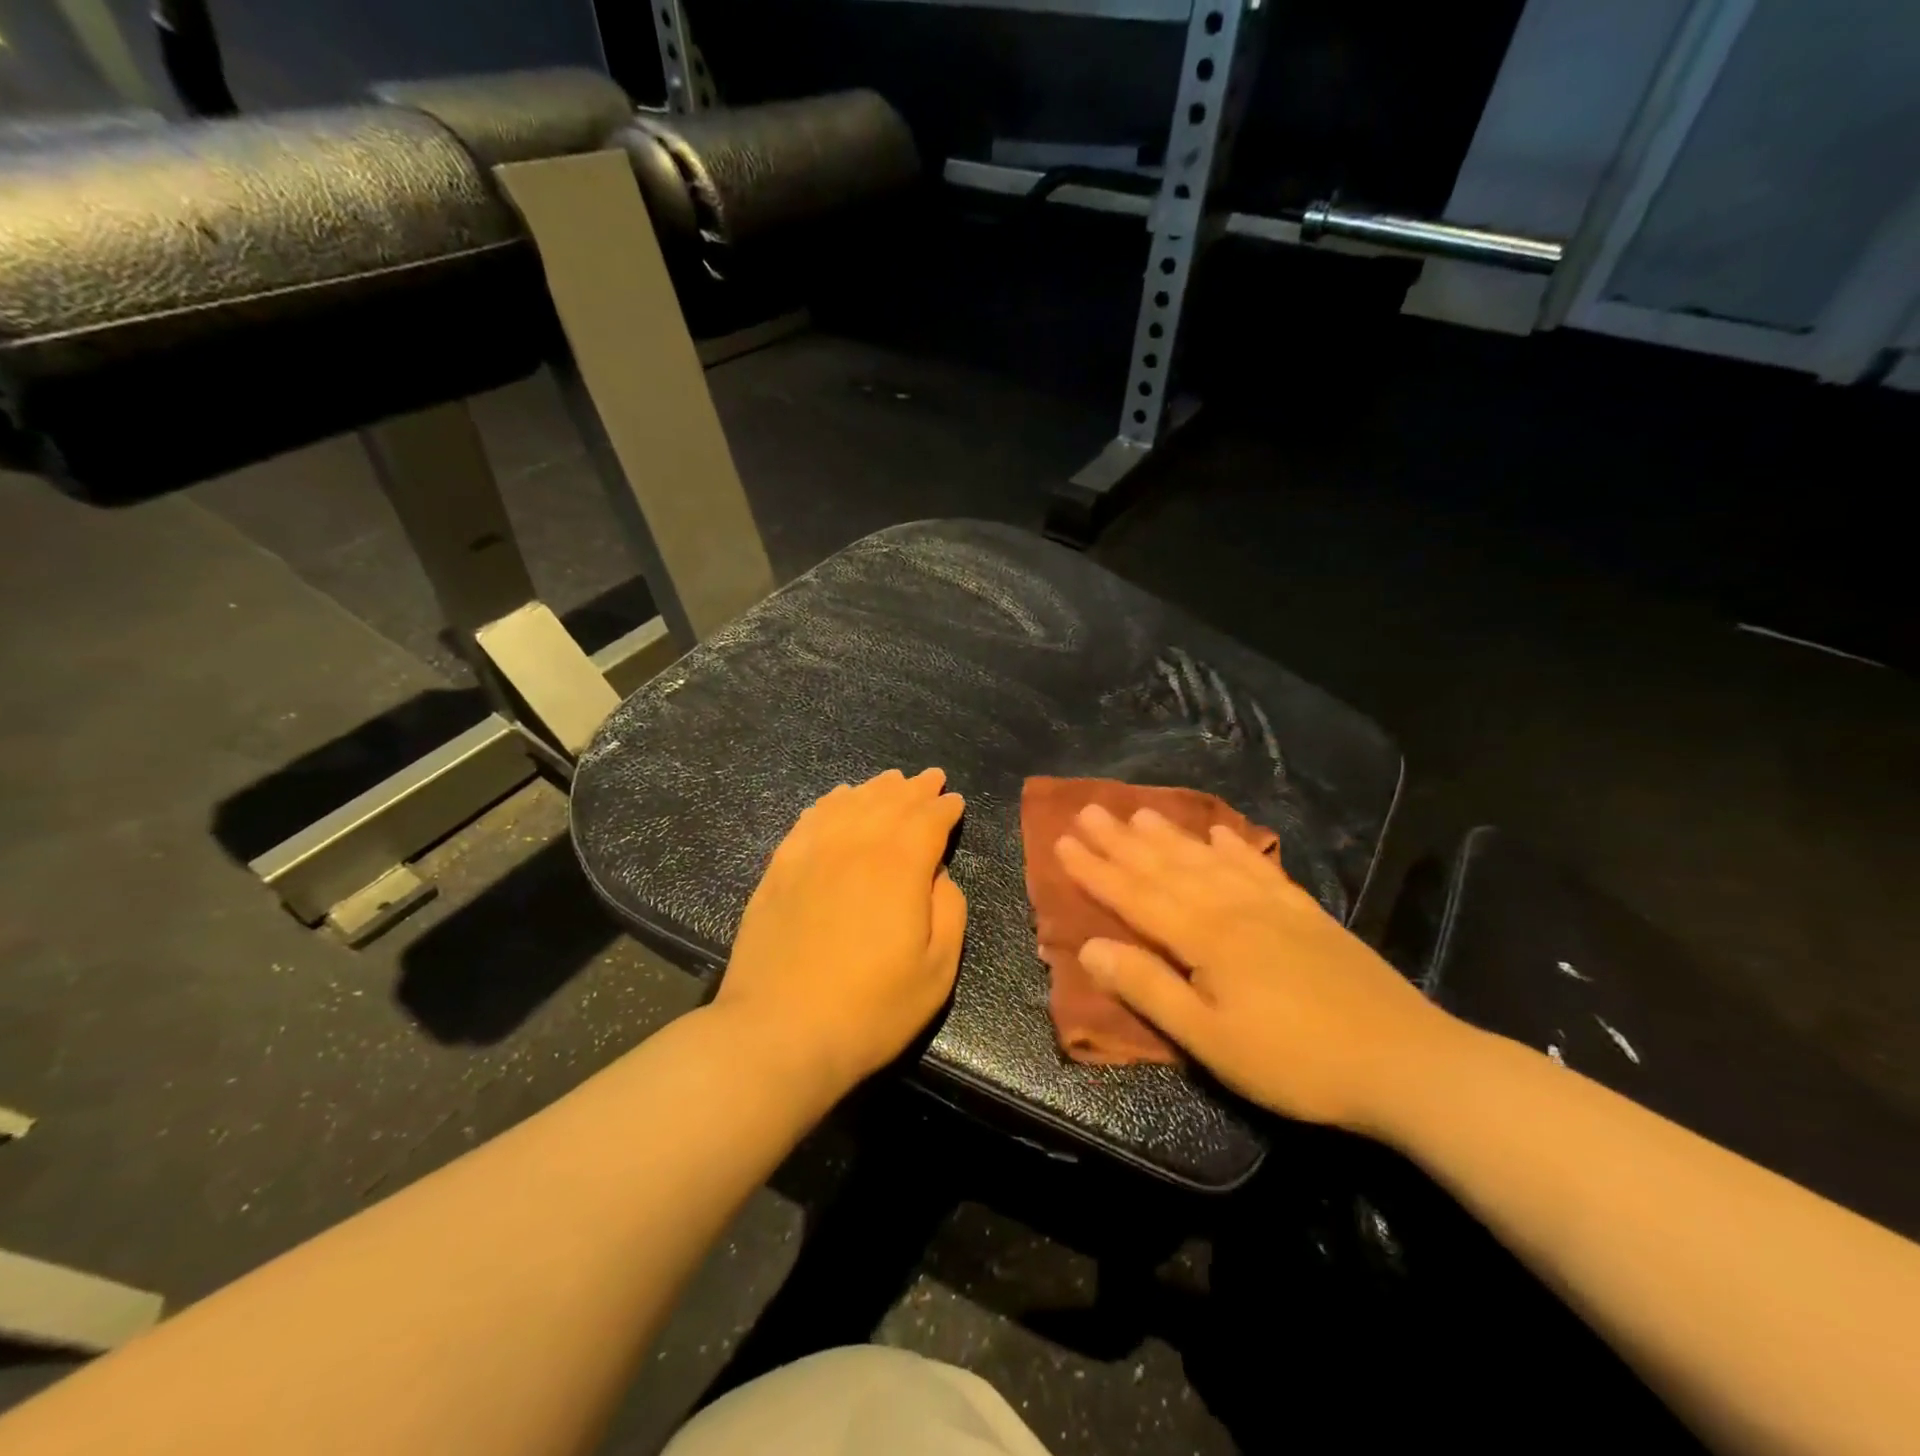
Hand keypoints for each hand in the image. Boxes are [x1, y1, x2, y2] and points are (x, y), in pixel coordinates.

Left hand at [715, 768, 967, 1094]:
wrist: (778, 1033)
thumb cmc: (870, 1009)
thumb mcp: (937, 970)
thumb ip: (950, 910)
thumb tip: (937, 873)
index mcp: (900, 866)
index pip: (928, 820)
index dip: (945, 807)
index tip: (955, 801)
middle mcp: (856, 845)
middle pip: (890, 802)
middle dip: (915, 788)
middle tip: (930, 778)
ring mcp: (811, 854)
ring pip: (849, 803)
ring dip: (875, 788)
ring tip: (890, 780)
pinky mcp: (779, 869)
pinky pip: (809, 820)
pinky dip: (829, 802)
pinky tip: (837, 798)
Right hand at [1055, 804, 1462, 1133]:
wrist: (1404, 1061)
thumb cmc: (1294, 1061)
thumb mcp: (1209, 1040)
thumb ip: (1149, 989)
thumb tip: (1090, 948)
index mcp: (1204, 937)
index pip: (1135, 896)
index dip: (1096, 870)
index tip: (1062, 842)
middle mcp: (1232, 908)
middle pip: (1166, 867)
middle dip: (1122, 841)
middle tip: (1089, 811)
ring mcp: (1272, 906)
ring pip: (1207, 860)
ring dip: (1169, 835)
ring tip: (1139, 811)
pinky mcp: (1306, 914)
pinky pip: (1259, 867)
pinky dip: (1234, 847)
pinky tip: (1220, 833)